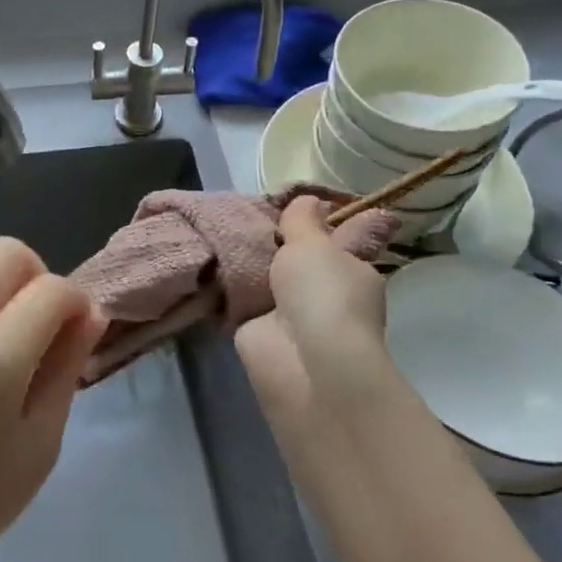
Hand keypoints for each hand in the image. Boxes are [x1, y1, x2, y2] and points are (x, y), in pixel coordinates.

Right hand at [235, 196, 396, 438]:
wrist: (304, 362)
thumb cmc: (322, 293)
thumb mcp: (314, 243)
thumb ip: (303, 220)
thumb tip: (307, 199)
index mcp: (354, 272)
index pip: (337, 242)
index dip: (315, 223)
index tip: (289, 204)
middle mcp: (326, 295)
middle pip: (297, 261)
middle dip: (275, 244)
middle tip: (244, 215)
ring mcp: (292, 317)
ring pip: (268, 280)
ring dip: (249, 266)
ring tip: (218, 231)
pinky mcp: (260, 332)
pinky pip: (242, 301)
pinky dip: (227, 289)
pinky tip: (207, 264)